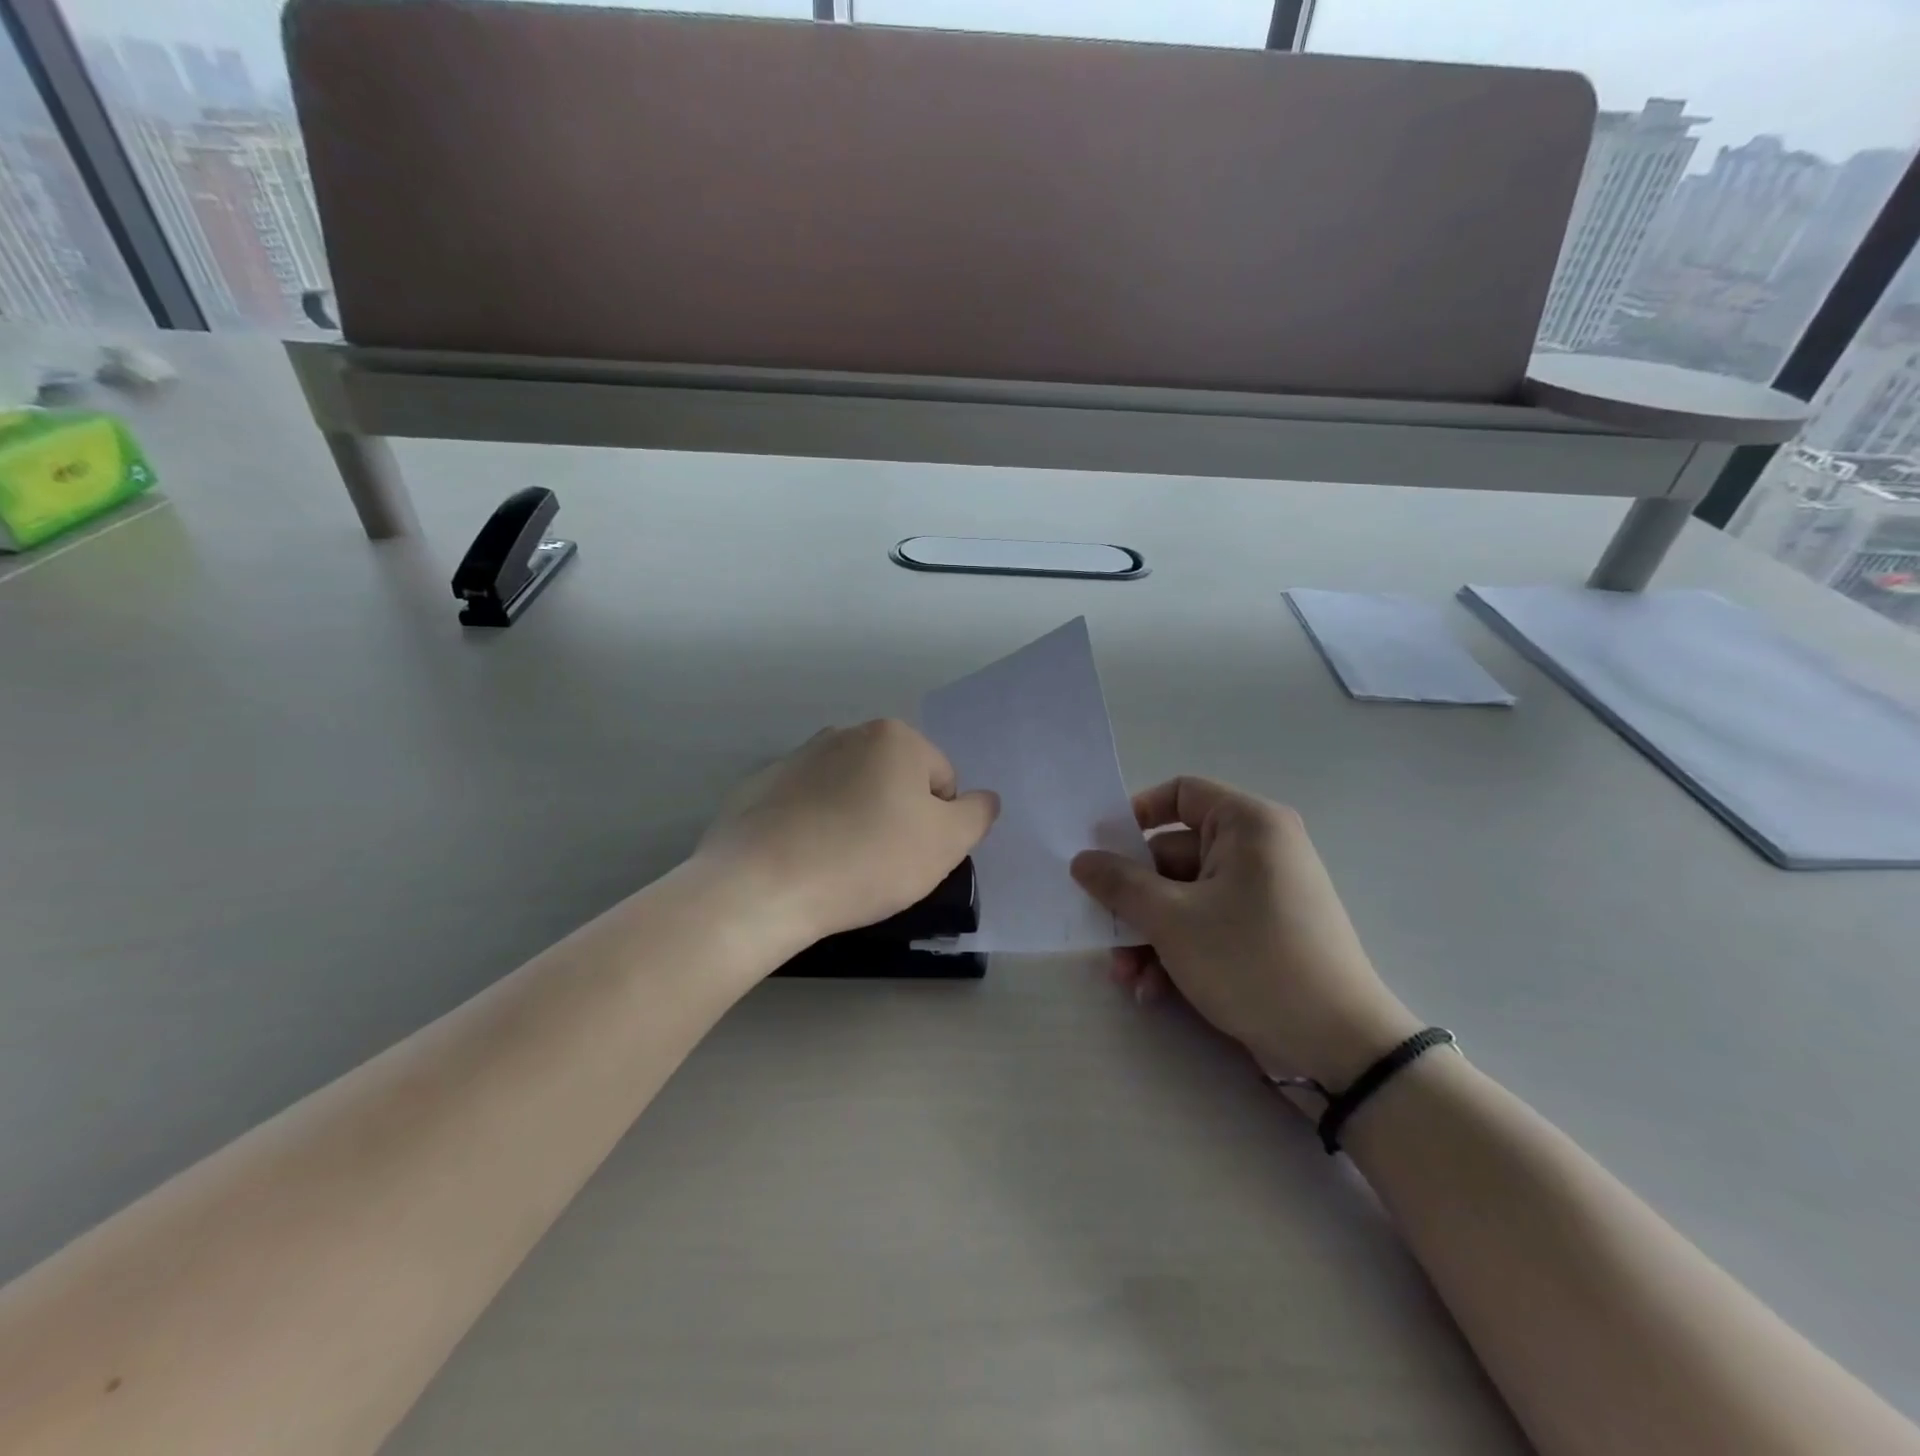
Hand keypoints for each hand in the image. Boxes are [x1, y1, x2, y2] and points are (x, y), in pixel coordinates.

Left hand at [696, 719, 998, 950]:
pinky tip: (804, 860)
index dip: (937, 824)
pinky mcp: (761, 786)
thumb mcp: (945, 844)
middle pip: (894, 780)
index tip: (913, 856)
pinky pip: (806, 806)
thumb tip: (983, 799)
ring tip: (841, 864)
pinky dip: (813, 827)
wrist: (762, 885)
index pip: (941, 780)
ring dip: (855, 820)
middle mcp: (845, 734)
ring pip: (849, 792)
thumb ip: (977, 815)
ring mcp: (797, 757)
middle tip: (882, 863)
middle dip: (896, 816)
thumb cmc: (867, 859)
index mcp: (894, 737)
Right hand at [1071, 777, 1418, 1090]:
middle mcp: (1257, 849)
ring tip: (1128, 976)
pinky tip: (1154, 990)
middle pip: (1173, 855)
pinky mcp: (1260, 932)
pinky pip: (1205, 924)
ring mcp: (1260, 893)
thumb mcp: (1172, 919)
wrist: (1339, 1046)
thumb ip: (1119, 884)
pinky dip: (1176, 950)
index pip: (1181, 794)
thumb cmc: (1252, 960)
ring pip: (1183, 897)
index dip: (1135, 815)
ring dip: (1148, 934)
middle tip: (1103, 931)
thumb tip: (1081, 859)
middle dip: (1134, 900)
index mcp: (1247, 825)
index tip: (1101, 849)